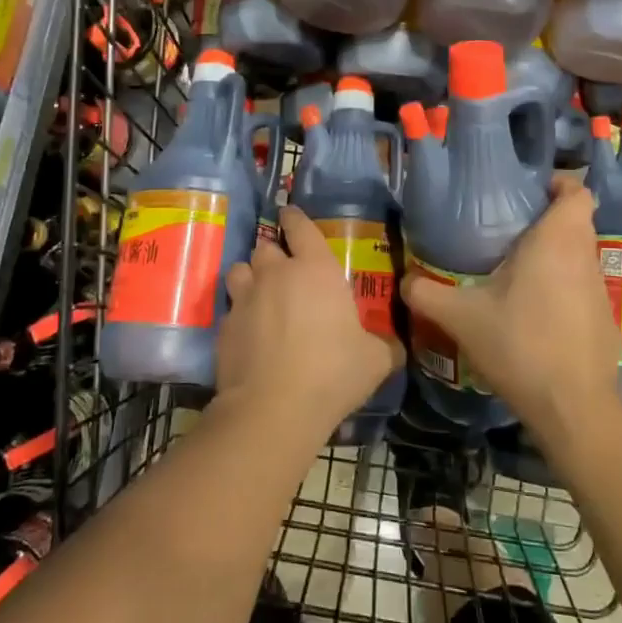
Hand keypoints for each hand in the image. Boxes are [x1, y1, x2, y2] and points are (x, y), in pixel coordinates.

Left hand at [217, 206, 403, 443]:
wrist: (272, 408)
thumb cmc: (332, 373)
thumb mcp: (375, 361)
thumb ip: (385, 346)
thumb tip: (397, 347)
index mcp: (315, 270)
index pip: (300, 227)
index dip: (294, 218)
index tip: (289, 213)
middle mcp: (276, 274)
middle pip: (266, 247)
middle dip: (273, 253)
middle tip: (284, 270)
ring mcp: (245, 298)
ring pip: (240, 270)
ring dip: (250, 277)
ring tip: (260, 294)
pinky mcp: (224, 326)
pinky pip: (231, 308)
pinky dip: (239, 314)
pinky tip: (249, 333)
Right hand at [402, 179, 620, 444]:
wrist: (572, 408)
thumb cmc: (519, 344)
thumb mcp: (462, 318)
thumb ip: (427, 293)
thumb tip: (405, 279)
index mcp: (556, 241)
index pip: (578, 191)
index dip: (559, 184)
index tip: (530, 192)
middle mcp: (584, 257)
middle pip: (576, 223)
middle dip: (547, 221)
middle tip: (508, 231)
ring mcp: (600, 291)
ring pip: (579, 256)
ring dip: (555, 257)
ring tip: (516, 270)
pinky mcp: (605, 321)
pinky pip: (583, 288)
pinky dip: (563, 289)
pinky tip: (535, 312)